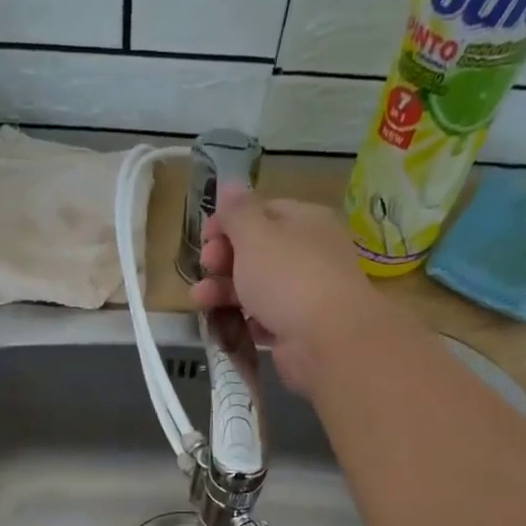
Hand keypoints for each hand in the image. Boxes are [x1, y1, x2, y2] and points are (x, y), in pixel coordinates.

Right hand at [191, 185, 382, 391]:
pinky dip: (243, 320)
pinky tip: (224, 324)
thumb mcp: (255, 234)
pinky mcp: (296, 329)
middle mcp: (309, 254)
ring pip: (257, 287)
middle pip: (258, 252)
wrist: (326, 340)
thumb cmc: (288, 276)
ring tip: (199, 300)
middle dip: (224, 258)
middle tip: (206, 267)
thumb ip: (238, 211)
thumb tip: (230, 185)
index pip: (263, 212)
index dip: (230, 221)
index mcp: (305, 221)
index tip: (204, 236)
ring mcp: (304, 294)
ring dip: (224, 291)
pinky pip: (263, 319)